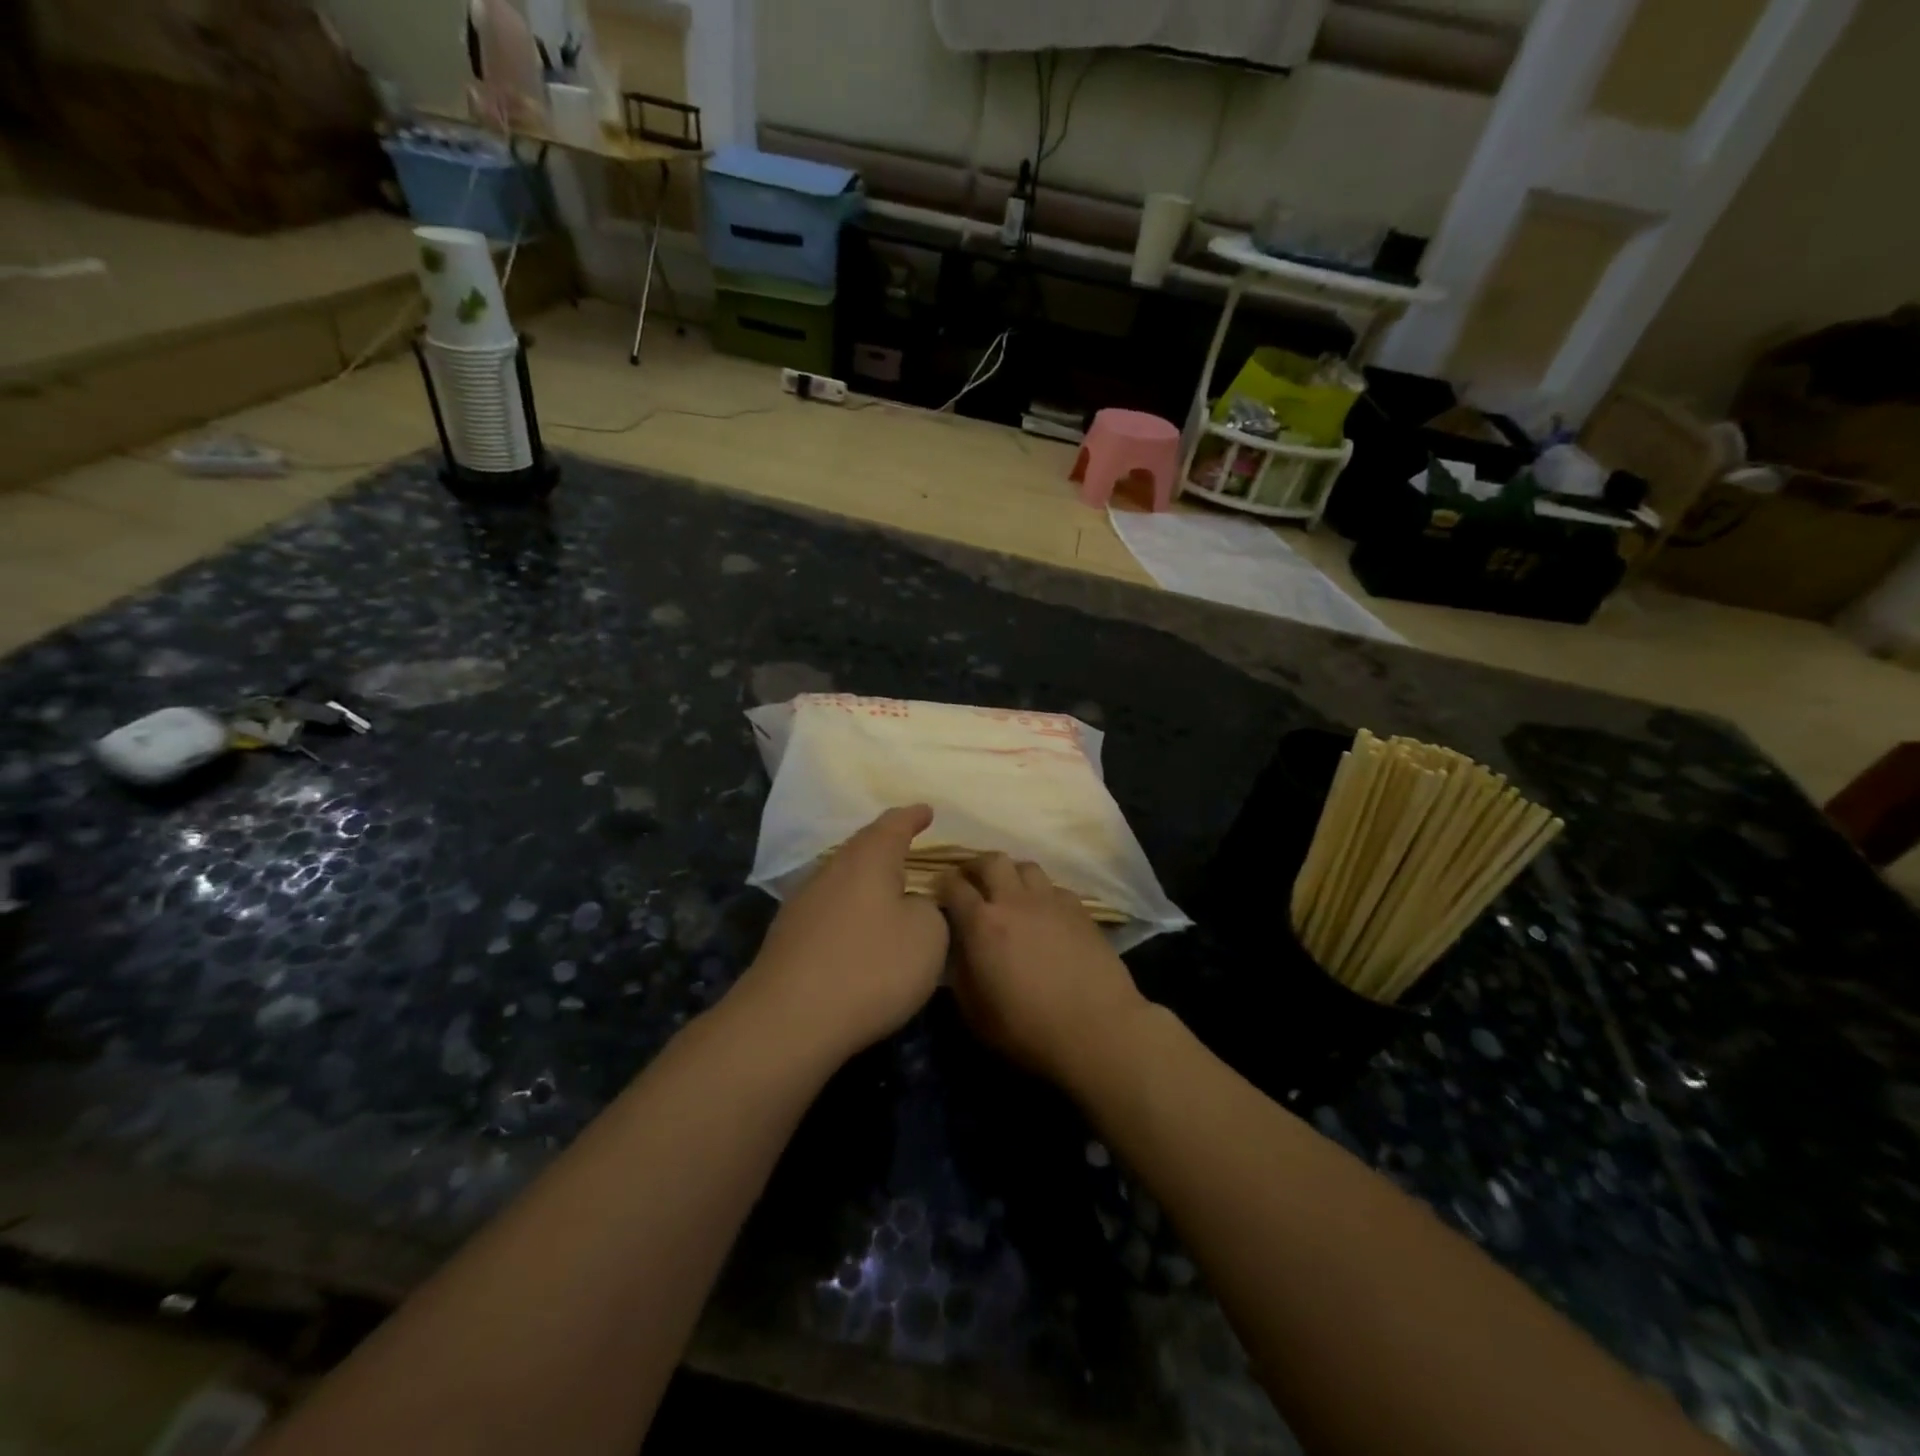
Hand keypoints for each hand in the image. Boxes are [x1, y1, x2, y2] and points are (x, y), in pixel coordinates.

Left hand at [739, 805, 949, 1063]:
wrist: (789, 1020)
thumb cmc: (871, 967)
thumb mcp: (927, 936)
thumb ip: (929, 910)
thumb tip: (911, 905)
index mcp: (869, 859)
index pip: (894, 824)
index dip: (913, 817)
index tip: (927, 810)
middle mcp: (833, 870)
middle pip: (863, 847)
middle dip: (886, 844)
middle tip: (909, 844)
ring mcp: (804, 903)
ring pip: (843, 878)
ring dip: (866, 880)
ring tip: (889, 888)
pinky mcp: (789, 937)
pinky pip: (830, 908)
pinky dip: (851, 910)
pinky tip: (859, 929)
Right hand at [936, 854, 1149, 1085]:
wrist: (1095, 1029)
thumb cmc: (1028, 1028)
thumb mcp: (975, 1012)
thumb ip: (960, 973)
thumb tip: (958, 950)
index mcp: (982, 923)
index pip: (953, 885)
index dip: (942, 884)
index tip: (939, 892)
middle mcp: (1014, 900)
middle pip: (991, 861)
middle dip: (975, 866)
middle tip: (972, 882)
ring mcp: (1050, 900)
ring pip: (1026, 866)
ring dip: (1012, 874)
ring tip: (1009, 892)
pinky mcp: (1079, 909)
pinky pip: (1054, 887)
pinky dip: (1042, 893)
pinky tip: (1045, 913)